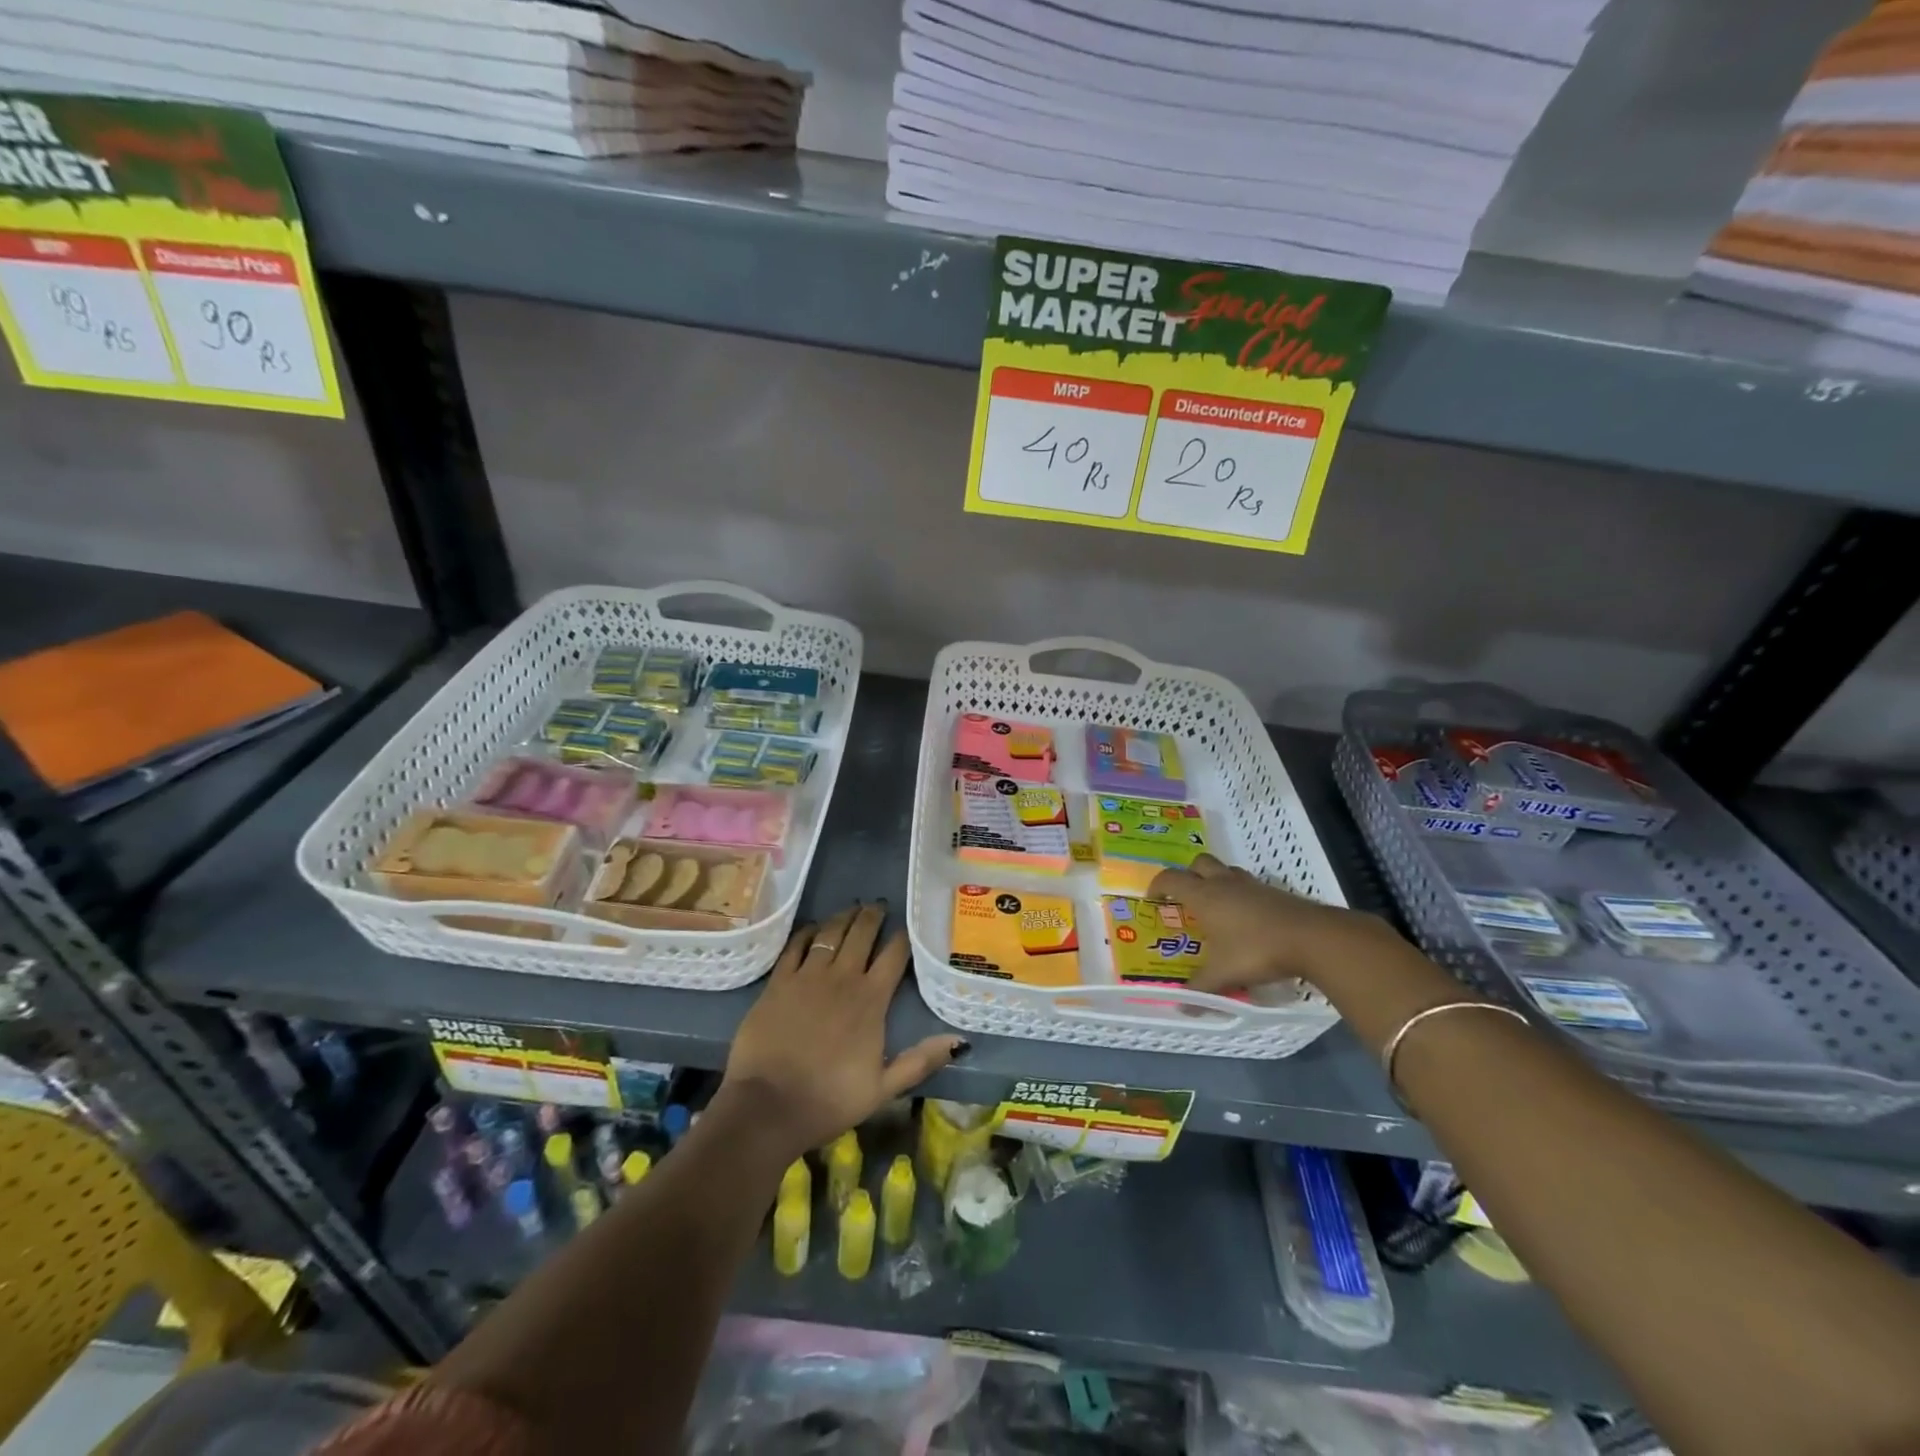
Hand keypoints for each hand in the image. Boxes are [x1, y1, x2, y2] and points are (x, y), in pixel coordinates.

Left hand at [724, 903, 965, 1157]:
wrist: (768, 1106)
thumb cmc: (829, 1100)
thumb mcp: (883, 1089)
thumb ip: (920, 1061)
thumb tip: (959, 1041)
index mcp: (871, 1000)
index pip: (894, 955)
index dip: (902, 938)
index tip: (906, 928)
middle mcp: (842, 978)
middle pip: (862, 934)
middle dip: (873, 916)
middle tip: (878, 905)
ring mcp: (807, 976)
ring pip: (830, 933)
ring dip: (844, 917)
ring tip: (852, 908)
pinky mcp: (778, 981)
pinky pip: (795, 945)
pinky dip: (807, 932)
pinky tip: (813, 927)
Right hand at [1148, 853, 1384, 992]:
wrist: (1312, 938)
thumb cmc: (1257, 950)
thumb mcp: (1224, 974)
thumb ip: (1201, 989)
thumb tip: (1183, 1008)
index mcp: (1203, 896)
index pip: (1171, 879)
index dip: (1157, 885)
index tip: (1152, 899)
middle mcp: (1224, 883)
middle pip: (1198, 863)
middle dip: (1188, 874)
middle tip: (1185, 897)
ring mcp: (1251, 884)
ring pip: (1225, 870)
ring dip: (1215, 880)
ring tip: (1215, 904)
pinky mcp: (1273, 891)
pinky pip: (1248, 884)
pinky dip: (1240, 893)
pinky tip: (1245, 917)